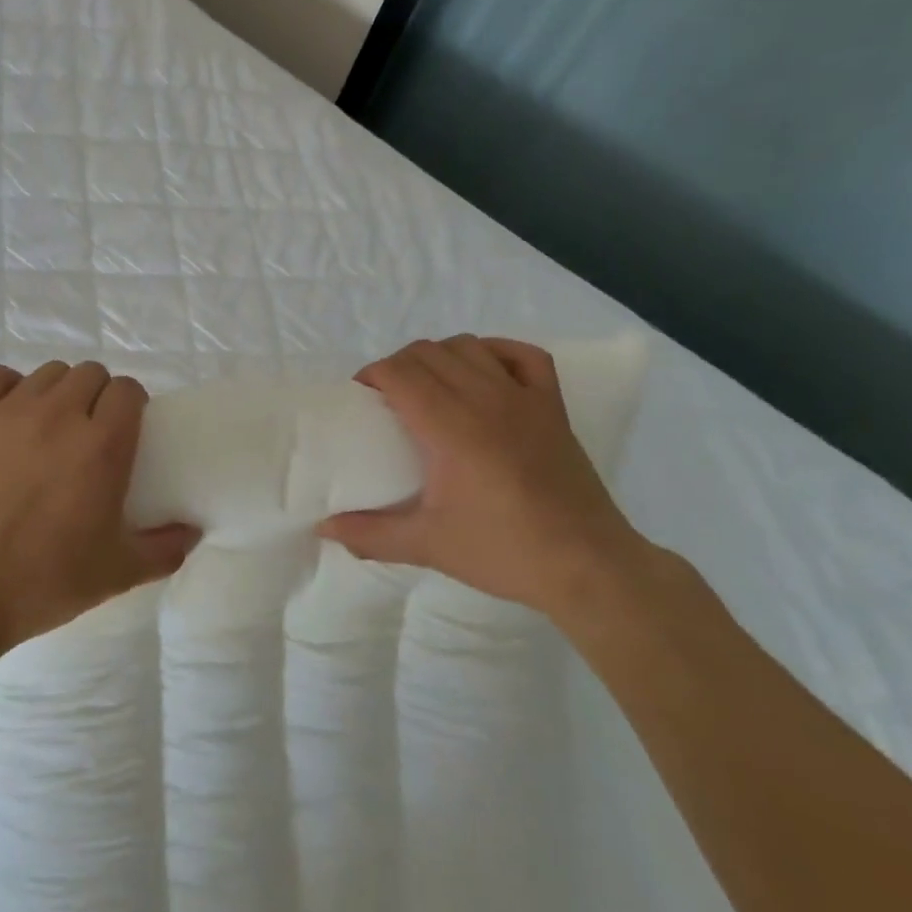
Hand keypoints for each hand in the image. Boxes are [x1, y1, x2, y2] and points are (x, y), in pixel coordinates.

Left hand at [0, 361, 199, 648]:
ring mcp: (9, 411)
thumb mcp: (116, 574)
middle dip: (96, 396)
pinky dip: (8, 388)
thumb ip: (164, 549)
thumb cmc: (42, 582)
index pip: (128, 390)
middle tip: (87, 432)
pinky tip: (7, 417)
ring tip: (47, 427)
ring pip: (47, 373)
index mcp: (101, 445)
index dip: (131, 405)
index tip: (125, 429)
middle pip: (90, 373)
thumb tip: (193, 531)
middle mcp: (59, 415)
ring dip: (57, 392)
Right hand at [317, 336, 653, 618]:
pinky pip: (523, 355)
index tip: (361, 398)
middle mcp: (486, 399)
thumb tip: (324, 528)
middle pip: (428, 352)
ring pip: (469, 346)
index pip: (400, 372)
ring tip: (429, 386)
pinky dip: (496, 351)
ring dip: (439, 356)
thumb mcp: (427, 545)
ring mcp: (524, 398)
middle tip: (387, 398)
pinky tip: (483, 371)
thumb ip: (369, 534)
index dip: (373, 375)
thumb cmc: (503, 551)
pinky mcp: (552, 406)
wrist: (587, 566)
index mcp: (451, 427)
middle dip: (398, 365)